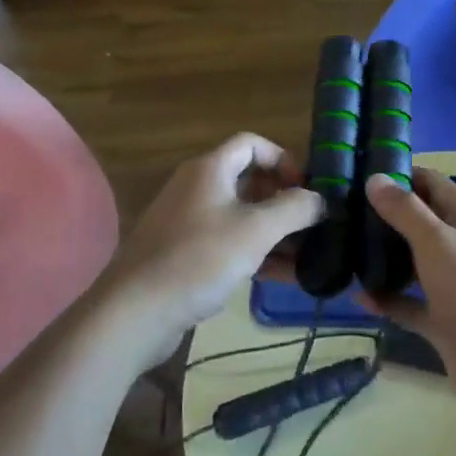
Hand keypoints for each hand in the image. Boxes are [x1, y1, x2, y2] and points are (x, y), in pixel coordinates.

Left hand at [93, 133, 322, 367]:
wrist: (135, 311)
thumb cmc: (199, 259)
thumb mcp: (256, 231)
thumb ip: (294, 209)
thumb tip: (320, 199)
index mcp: (209, 170)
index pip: (251, 144)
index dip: (282, 159)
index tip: (305, 189)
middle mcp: (197, 187)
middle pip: (248, 180)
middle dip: (283, 200)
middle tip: (311, 224)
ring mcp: (188, 221)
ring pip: (240, 215)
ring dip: (273, 231)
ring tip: (305, 255)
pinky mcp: (184, 253)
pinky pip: (227, 241)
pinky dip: (254, 251)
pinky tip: (280, 276)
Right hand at [358, 167, 455, 422]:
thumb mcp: (439, 242)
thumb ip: (406, 211)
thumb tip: (375, 178)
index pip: (432, 184)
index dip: (399, 175)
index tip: (358, 173)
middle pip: (421, 222)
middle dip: (385, 217)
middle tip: (342, 212)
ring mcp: (455, 286)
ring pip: (414, 263)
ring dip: (385, 258)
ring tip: (343, 248)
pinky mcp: (446, 321)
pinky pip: (411, 304)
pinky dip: (388, 299)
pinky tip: (358, 295)